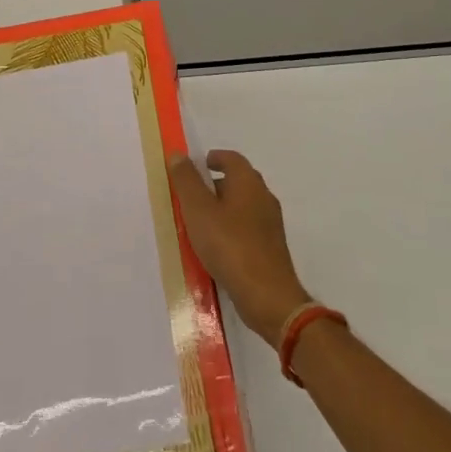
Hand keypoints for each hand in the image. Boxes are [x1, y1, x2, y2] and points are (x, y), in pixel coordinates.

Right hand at [168, 150, 312, 345]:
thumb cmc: (230, 245)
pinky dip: (230, 230)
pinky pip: (246, 229)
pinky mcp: (271, 248)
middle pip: (238, 181)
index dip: (214, 158)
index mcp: (248, 183)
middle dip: (215, 185)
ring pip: (242, 207)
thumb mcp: (198, 210)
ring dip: (222, 209)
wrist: (267, 296)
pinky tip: (215, 247)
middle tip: (191, 196)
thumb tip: (179, 155)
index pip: (232, 158)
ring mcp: (270, 225)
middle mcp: (264, 198)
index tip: (196, 166)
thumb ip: (187, 181)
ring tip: (198, 223)